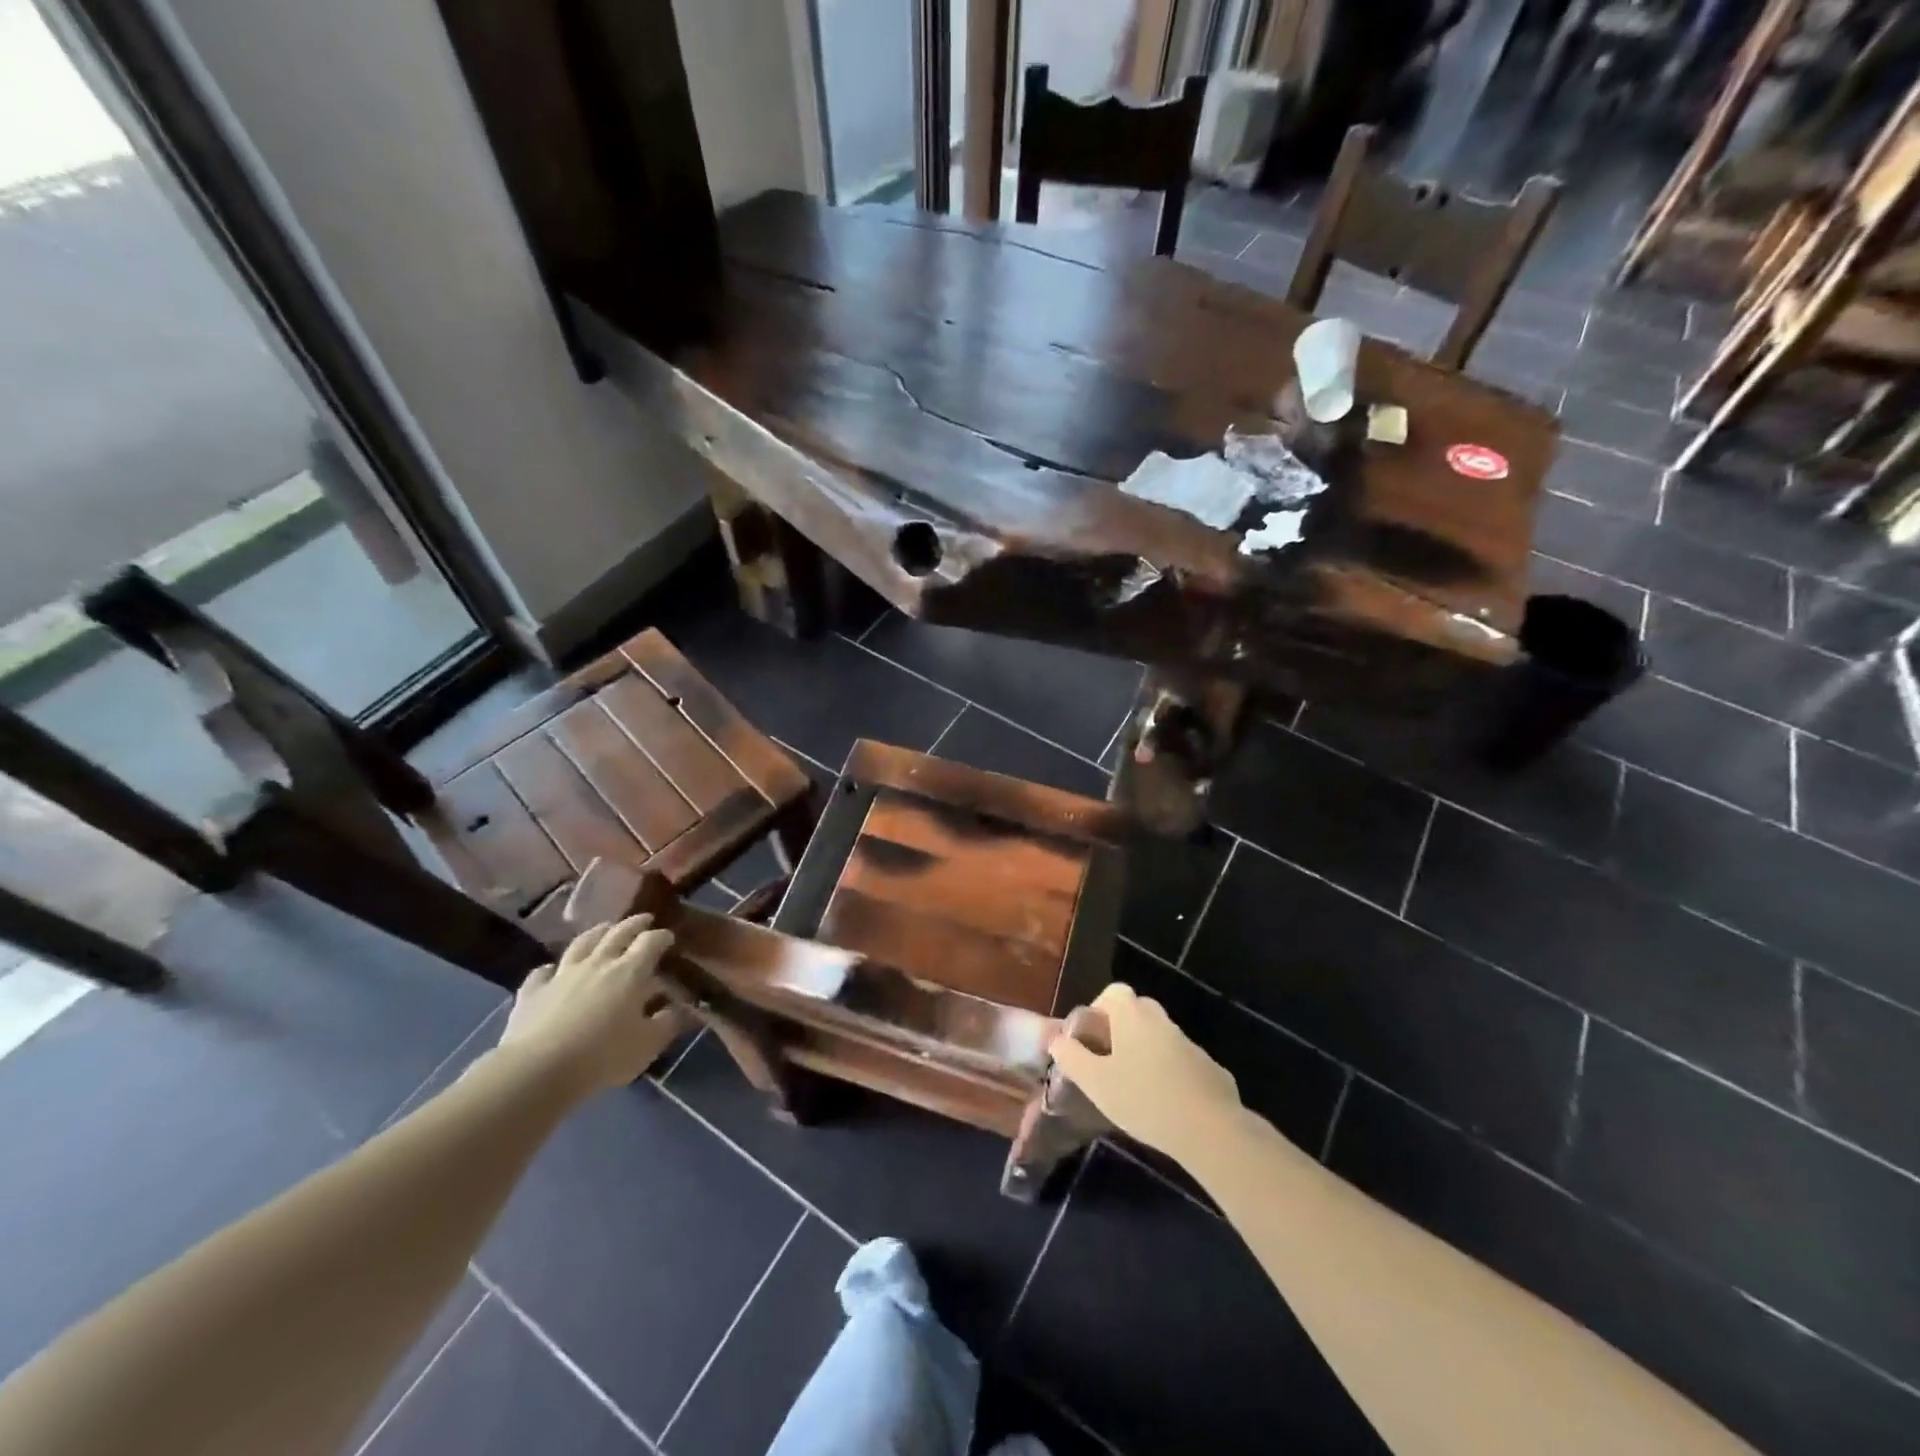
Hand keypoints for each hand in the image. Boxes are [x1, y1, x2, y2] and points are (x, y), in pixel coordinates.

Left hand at [498, 916, 685, 1096]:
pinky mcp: (533, 991)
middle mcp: (598, 963)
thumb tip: (680, 1009)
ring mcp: (562, 974)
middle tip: (644, 920)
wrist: (539, 1070)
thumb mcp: (648, 1044)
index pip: (651, 942)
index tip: (669, 937)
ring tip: (605, 929)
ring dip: (597, 933)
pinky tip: (552, 970)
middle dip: (634, 924)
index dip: (662, 936)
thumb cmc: (603, 1056)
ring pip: (582, 943)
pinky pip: (542, 972)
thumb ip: (668, 1023)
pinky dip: (551, 968)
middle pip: (618, 933)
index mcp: (630, 972)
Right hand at [1048, 982, 1242, 1159]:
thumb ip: (1071, 1057)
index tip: (1091, 1038)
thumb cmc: (1144, 1099)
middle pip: (1137, 1012)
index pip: (1114, 992)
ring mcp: (1190, 1044)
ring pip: (1160, 1038)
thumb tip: (1056, 1039)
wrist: (1210, 1129)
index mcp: (1133, 1016)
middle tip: (1108, 1062)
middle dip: (1121, 1031)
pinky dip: (1170, 1074)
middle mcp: (1162, 1021)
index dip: (1099, 1009)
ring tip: (1134, 1089)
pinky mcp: (1210, 1069)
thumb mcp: (1095, 1082)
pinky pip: (1182, 1062)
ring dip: (1145, 1054)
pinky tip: (1165, 1106)